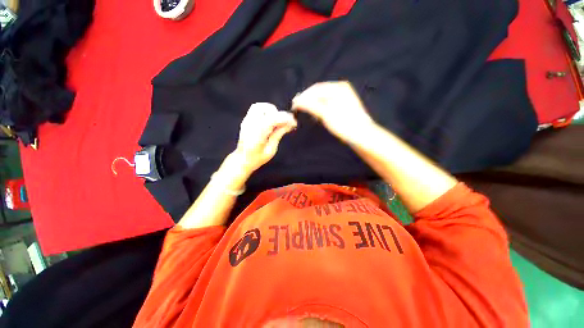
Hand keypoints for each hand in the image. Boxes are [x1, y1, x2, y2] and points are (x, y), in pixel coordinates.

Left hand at [232, 102, 296, 174]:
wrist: (242, 159)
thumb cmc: (257, 158)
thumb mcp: (271, 150)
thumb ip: (278, 135)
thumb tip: (289, 124)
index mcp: (257, 135)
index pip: (272, 119)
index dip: (285, 118)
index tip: (294, 123)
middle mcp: (250, 125)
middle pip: (266, 109)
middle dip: (279, 114)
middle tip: (285, 124)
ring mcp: (246, 122)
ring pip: (260, 106)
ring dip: (271, 111)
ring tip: (277, 121)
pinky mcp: (246, 120)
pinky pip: (256, 109)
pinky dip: (265, 111)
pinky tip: (270, 120)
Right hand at [291, 81, 374, 142]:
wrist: (362, 135)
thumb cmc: (344, 124)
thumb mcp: (326, 114)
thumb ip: (311, 106)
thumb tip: (297, 100)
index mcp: (338, 87)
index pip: (315, 89)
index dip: (303, 96)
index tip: (293, 105)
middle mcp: (341, 89)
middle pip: (319, 93)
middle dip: (308, 101)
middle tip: (297, 109)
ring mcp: (343, 97)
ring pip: (322, 99)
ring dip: (313, 105)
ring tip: (304, 112)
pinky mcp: (343, 106)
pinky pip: (327, 104)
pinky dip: (320, 109)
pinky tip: (316, 115)